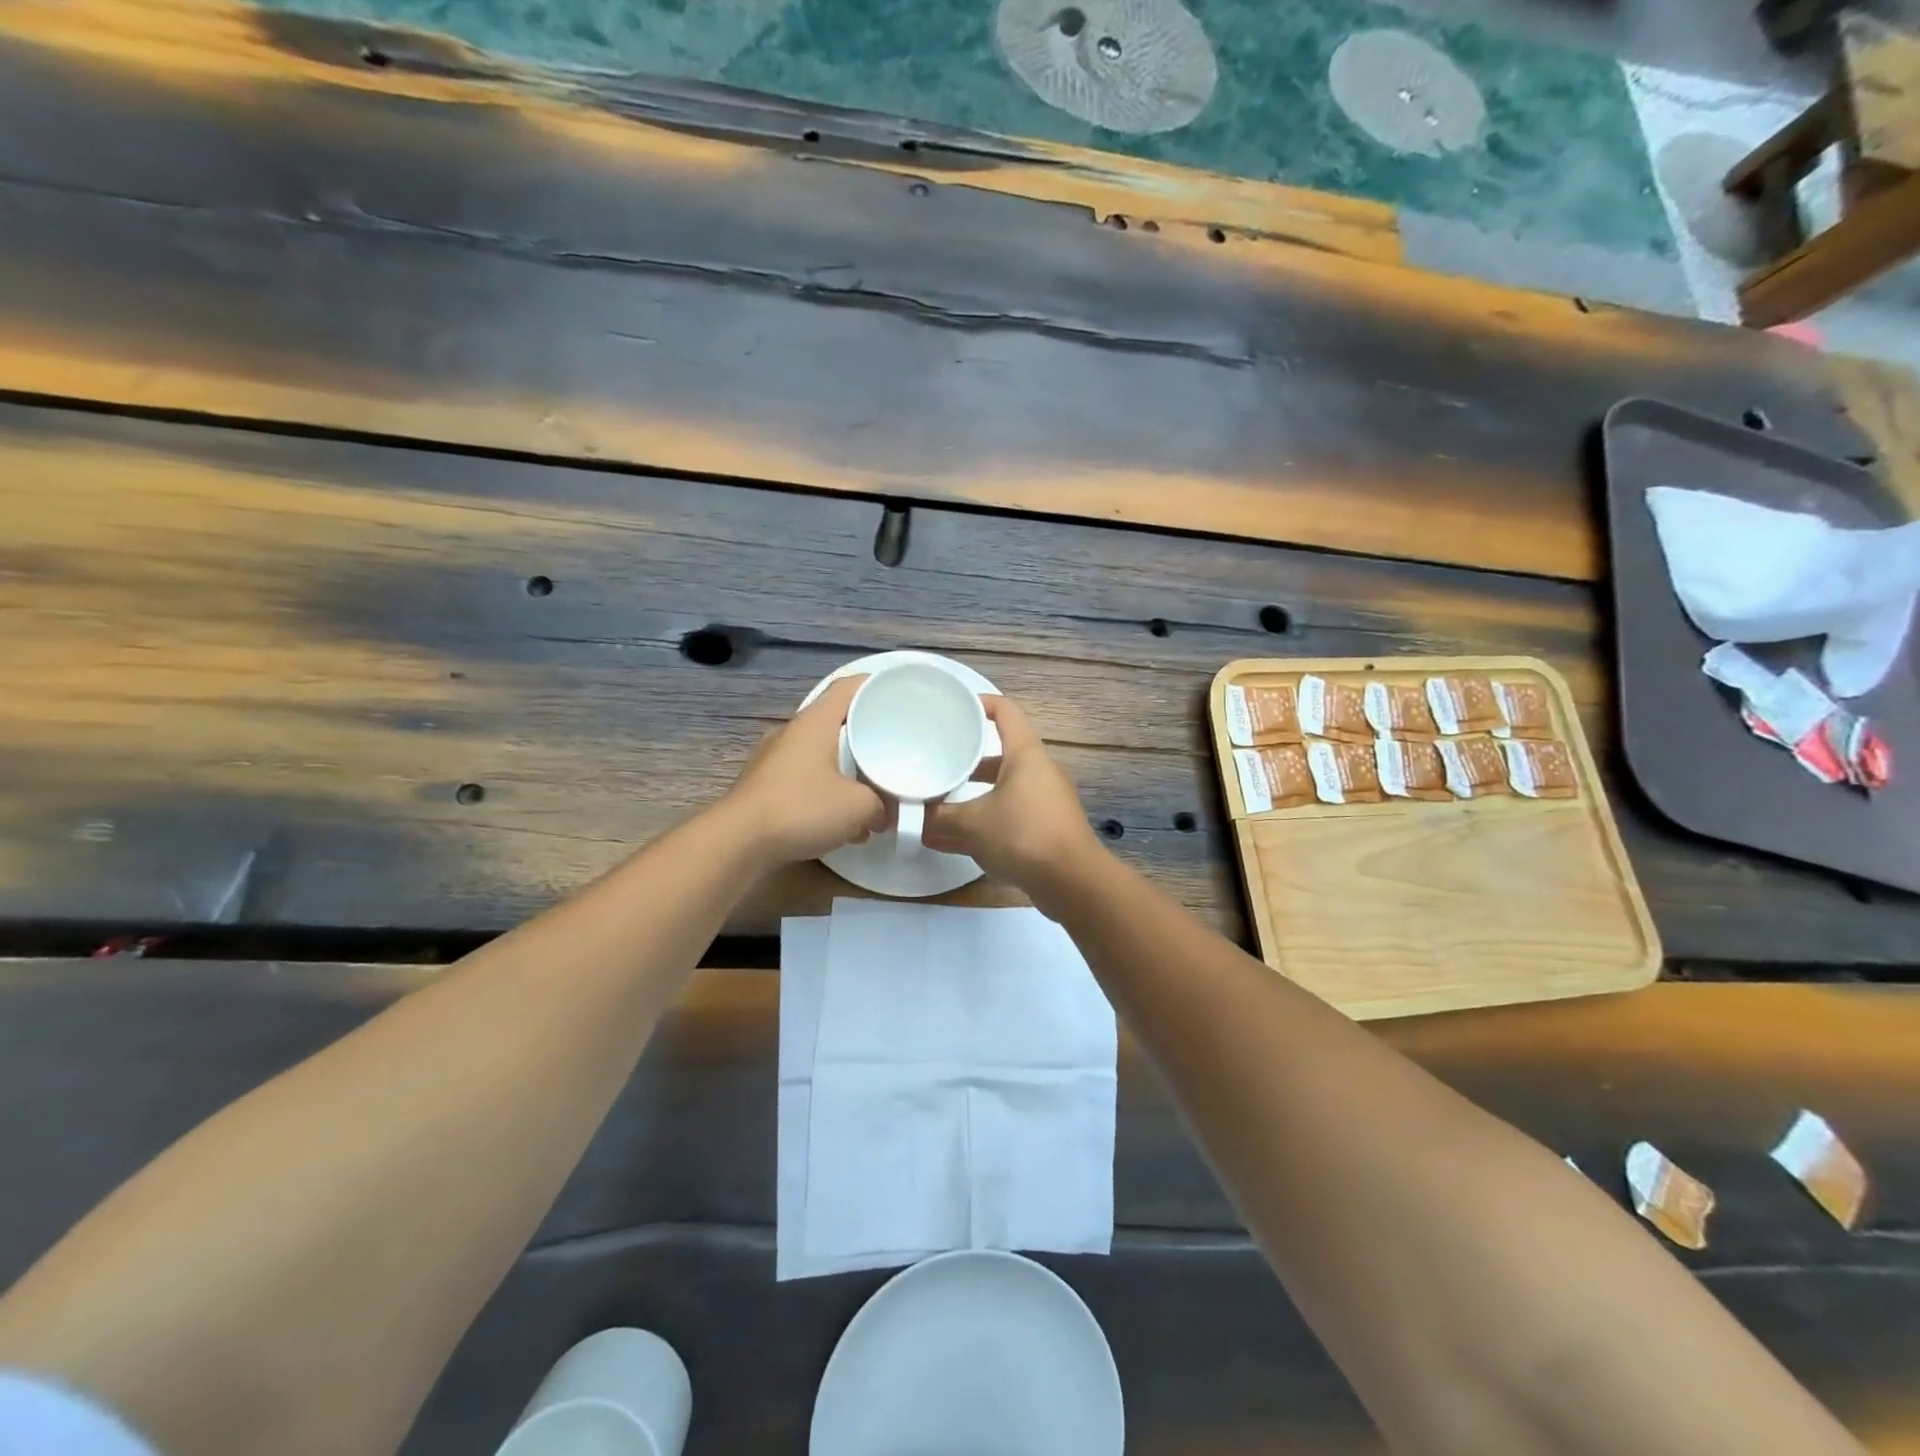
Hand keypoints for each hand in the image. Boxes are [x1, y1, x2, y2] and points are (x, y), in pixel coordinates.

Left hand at [724, 676, 886, 865]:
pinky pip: (806, 780)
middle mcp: (792, 733)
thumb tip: (884, 814)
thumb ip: (881, 805)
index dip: (875, 685)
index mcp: (815, 722)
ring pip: (821, 754)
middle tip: (893, 746)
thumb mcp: (859, 807)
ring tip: (872, 791)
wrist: (739, 842)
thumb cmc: (802, 808)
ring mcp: (774, 759)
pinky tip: (842, 823)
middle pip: (836, 721)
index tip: (898, 694)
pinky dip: (827, 793)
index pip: (848, 687)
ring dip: (847, 770)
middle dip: (865, 734)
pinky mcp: (765, 787)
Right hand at [924, 695, 1101, 908]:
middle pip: (1000, 753)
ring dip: (972, 795)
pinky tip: (954, 840)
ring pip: (1002, 788)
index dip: (980, 703)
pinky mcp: (1046, 829)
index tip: (954, 706)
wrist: (1073, 882)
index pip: (1005, 712)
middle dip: (967, 758)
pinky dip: (984, 822)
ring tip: (938, 803)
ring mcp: (1044, 801)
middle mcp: (1038, 772)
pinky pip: (1008, 815)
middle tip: (936, 759)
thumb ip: (939, 818)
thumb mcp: (972, 824)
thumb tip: (913, 820)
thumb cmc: (1023, 836)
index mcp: (1025, 755)